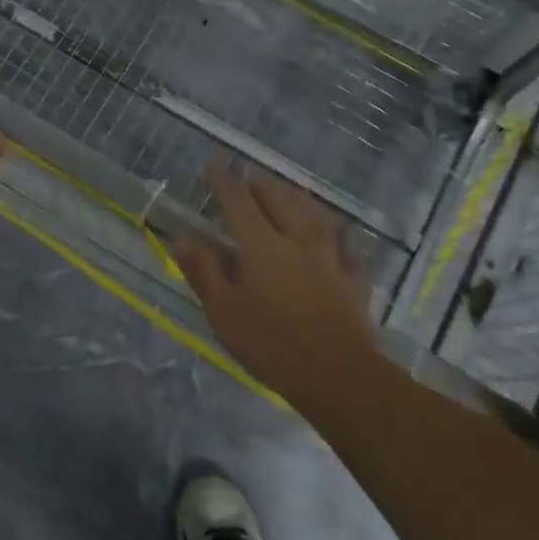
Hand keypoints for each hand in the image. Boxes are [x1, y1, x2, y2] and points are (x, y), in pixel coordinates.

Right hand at [175, 163, 375, 401]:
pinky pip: (348, 251)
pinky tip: (342, 241)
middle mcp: (298, 242)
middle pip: (280, 203)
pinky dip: (341, 241)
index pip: (239, 203)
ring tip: (295, 193)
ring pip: (317, 219)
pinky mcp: (355, 283)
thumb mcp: (224, 312)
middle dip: (263, 186)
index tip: (214, 164)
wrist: (339, 375)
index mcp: (262, 246)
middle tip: (252, 176)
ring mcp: (331, 260)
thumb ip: (204, 271)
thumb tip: (184, 237)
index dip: (225, 182)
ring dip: (301, 202)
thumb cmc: (272, 343)